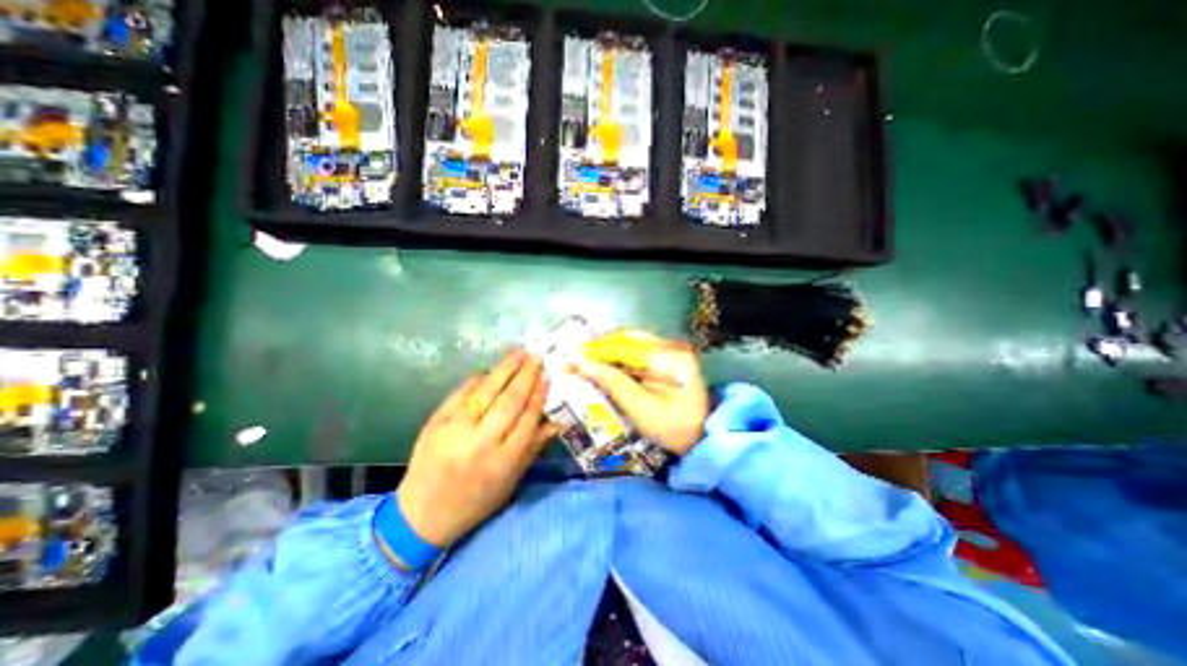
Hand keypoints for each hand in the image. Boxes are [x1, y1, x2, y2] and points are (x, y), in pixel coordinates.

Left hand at [394, 350, 550, 548]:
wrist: (422, 514)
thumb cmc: (475, 500)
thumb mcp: (510, 481)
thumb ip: (533, 448)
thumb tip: (556, 420)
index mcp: (503, 461)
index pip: (527, 419)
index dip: (539, 395)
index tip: (547, 376)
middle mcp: (481, 443)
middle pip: (509, 401)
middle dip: (526, 375)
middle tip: (537, 357)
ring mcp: (455, 430)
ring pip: (486, 392)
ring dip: (505, 369)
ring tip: (519, 352)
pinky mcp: (435, 422)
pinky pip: (461, 393)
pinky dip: (478, 379)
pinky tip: (490, 370)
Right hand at [578, 332, 706, 454]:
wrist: (700, 440)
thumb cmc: (673, 428)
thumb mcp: (641, 408)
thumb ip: (613, 383)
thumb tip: (582, 363)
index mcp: (671, 356)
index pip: (626, 345)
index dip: (598, 349)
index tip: (574, 356)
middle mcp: (671, 347)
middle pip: (628, 340)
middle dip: (601, 349)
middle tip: (577, 359)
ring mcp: (670, 353)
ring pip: (630, 346)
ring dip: (607, 355)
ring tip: (585, 363)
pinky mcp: (665, 362)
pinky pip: (635, 356)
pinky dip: (617, 362)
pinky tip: (603, 369)